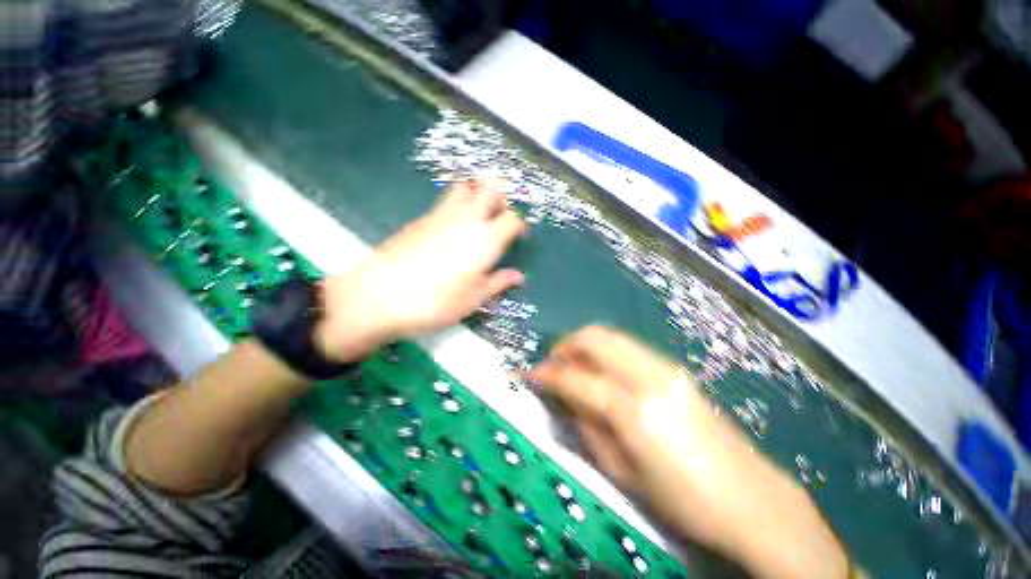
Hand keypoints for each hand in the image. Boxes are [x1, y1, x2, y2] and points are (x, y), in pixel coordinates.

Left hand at [317, 179, 525, 362]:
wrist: (380, 295)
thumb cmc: (436, 301)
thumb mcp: (474, 298)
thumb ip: (499, 282)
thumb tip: (519, 276)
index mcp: (485, 240)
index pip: (512, 219)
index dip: (518, 225)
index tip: (518, 236)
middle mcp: (467, 219)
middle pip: (490, 188)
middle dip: (501, 196)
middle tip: (499, 216)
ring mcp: (441, 214)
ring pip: (465, 187)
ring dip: (476, 194)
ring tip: (477, 217)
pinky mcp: (421, 217)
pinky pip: (445, 200)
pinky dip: (456, 205)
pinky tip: (451, 228)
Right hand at [529, 326, 847, 578]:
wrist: (751, 498)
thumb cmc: (682, 500)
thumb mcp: (623, 473)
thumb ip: (587, 428)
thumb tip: (565, 397)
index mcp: (634, 411)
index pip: (578, 379)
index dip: (549, 374)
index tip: (532, 375)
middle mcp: (649, 377)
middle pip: (595, 338)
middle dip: (566, 345)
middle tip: (552, 363)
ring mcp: (666, 367)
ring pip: (612, 335)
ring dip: (585, 345)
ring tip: (573, 366)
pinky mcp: (676, 368)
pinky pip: (628, 347)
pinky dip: (605, 351)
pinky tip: (601, 371)